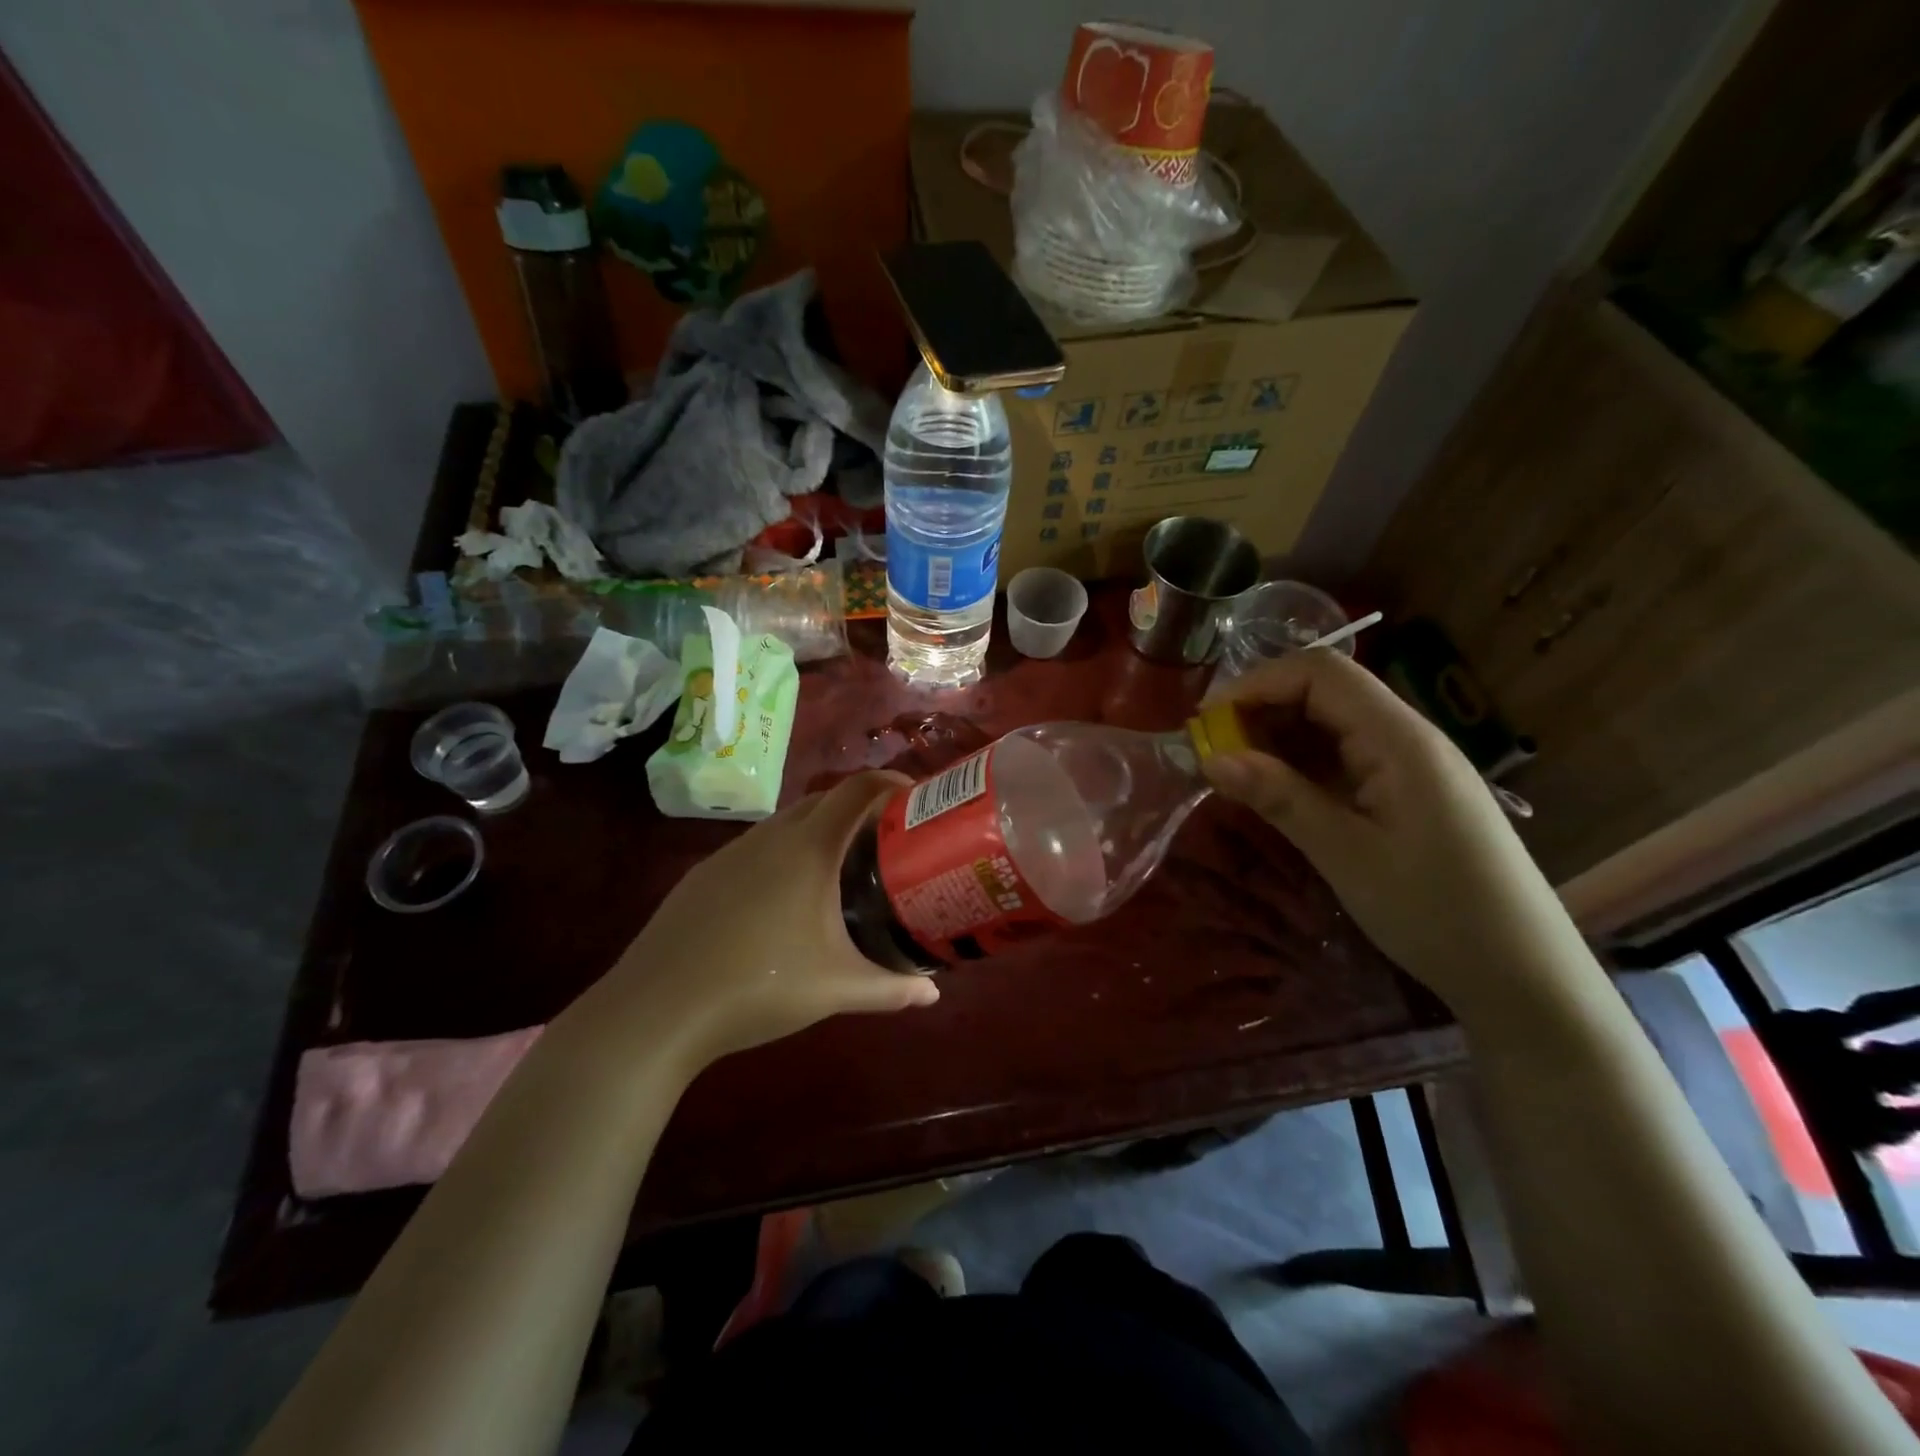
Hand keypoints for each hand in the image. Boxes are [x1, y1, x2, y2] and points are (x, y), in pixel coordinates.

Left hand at [581, 772, 938, 1069]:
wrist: (656, 1010)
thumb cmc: (758, 987)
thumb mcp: (836, 989)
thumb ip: (891, 989)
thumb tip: (932, 995)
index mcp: (808, 848)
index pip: (858, 790)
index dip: (891, 782)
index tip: (916, 797)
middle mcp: (770, 836)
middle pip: (824, 800)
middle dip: (860, 808)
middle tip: (888, 841)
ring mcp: (731, 853)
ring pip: (786, 824)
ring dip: (819, 831)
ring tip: (842, 868)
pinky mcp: (704, 875)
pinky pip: (756, 848)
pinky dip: (784, 854)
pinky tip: (784, 900)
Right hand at [1202, 651, 1581, 1021]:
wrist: (1522, 974)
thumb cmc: (1435, 912)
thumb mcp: (1346, 855)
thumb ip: (1280, 797)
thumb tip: (1212, 758)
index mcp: (1399, 739)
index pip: (1320, 672)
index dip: (1257, 683)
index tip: (1207, 722)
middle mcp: (1407, 736)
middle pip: (1324, 690)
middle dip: (1261, 708)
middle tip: (1213, 751)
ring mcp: (1410, 764)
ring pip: (1332, 723)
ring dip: (1278, 737)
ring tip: (1235, 773)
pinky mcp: (1408, 791)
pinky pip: (1345, 756)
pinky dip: (1302, 764)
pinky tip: (1278, 791)